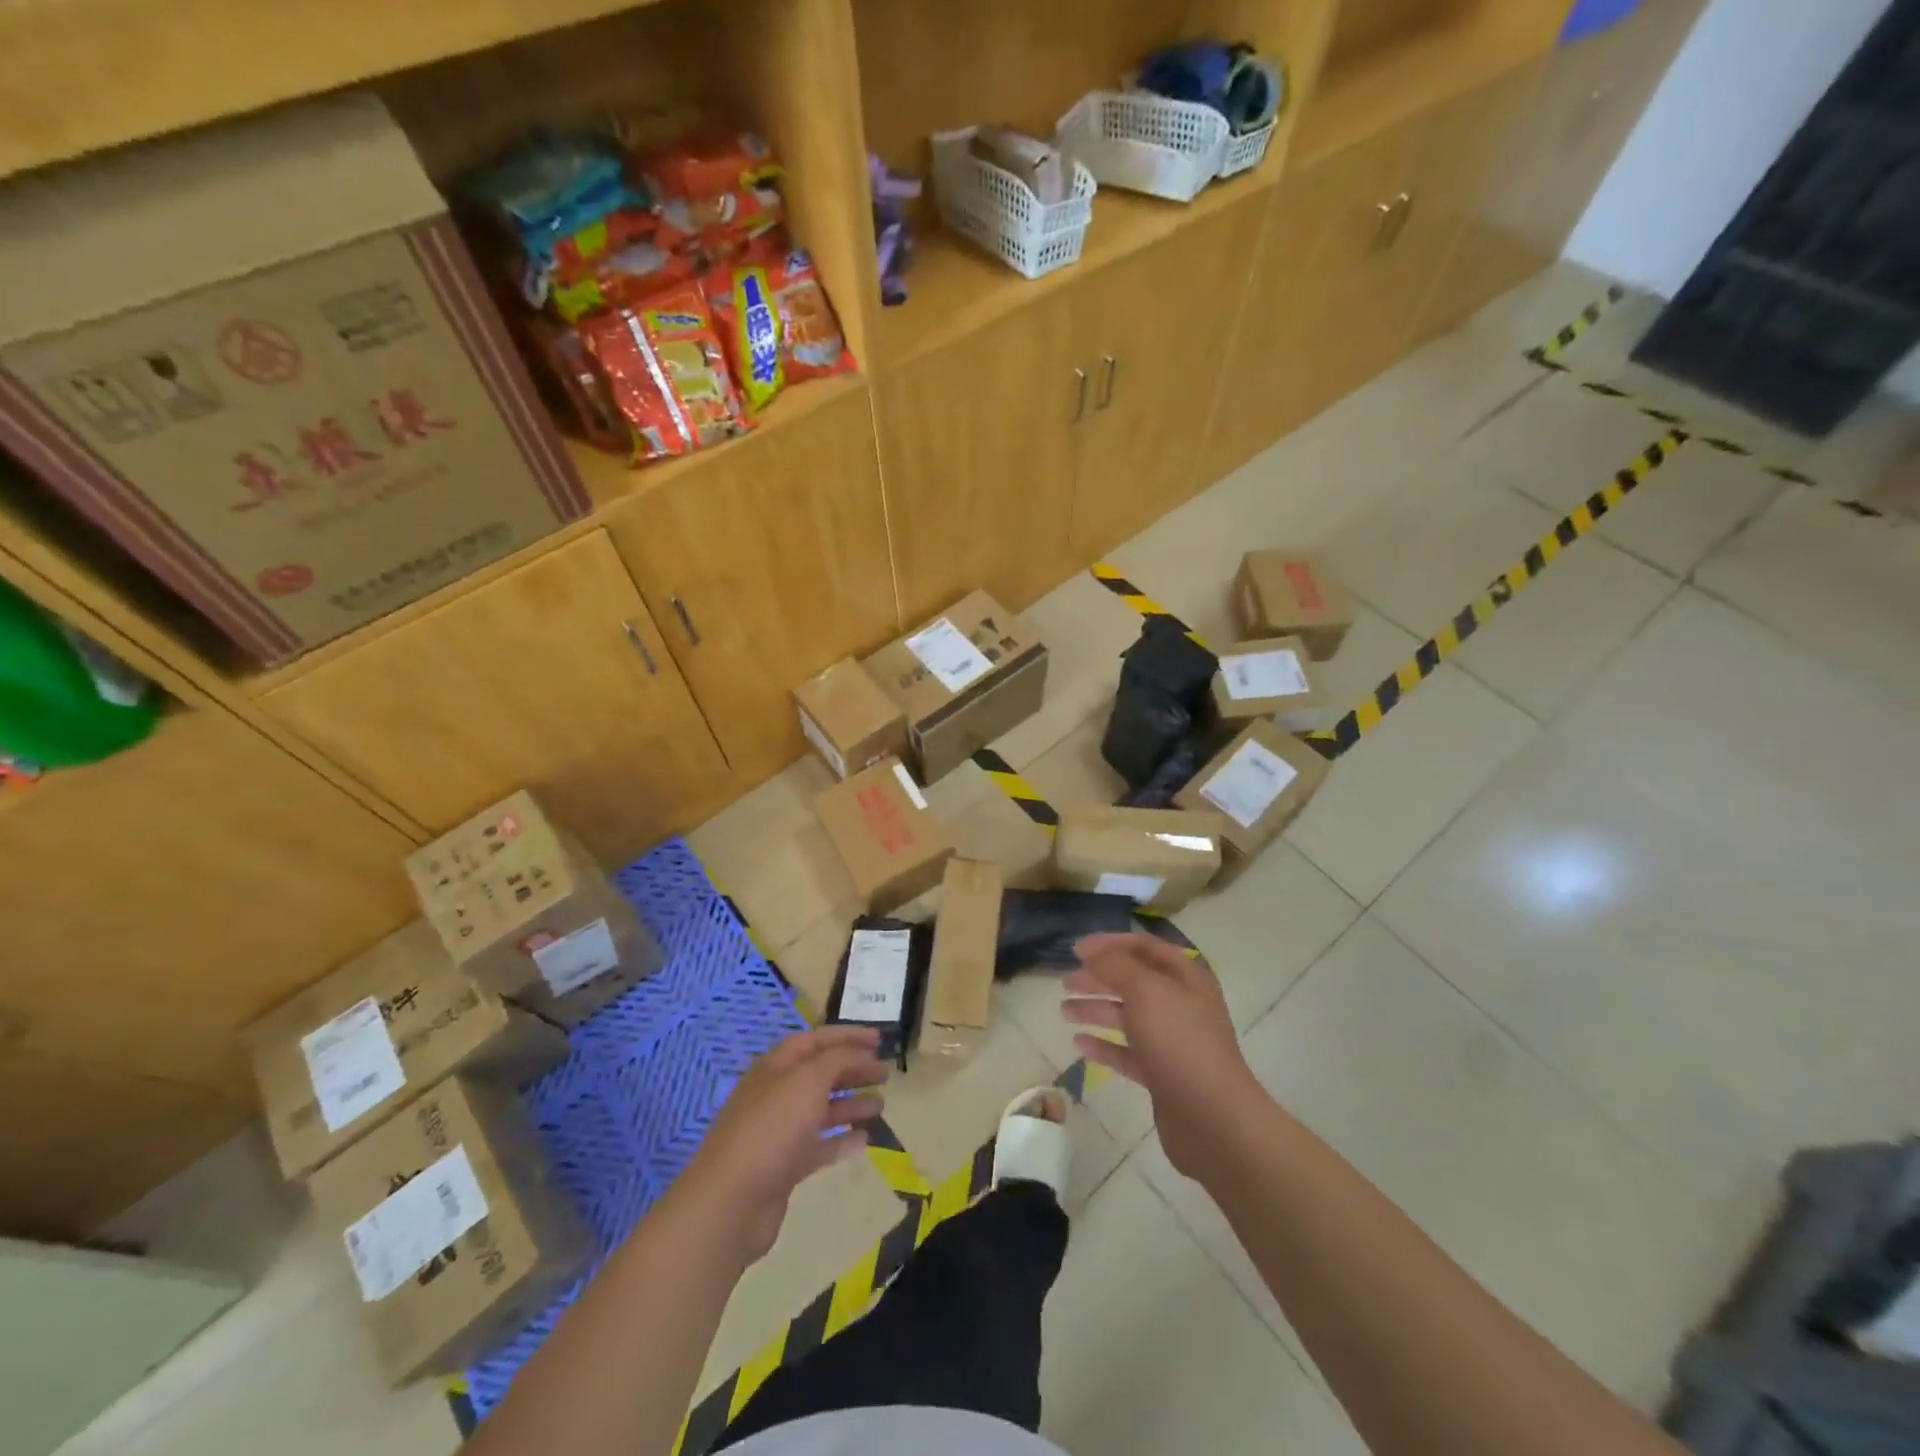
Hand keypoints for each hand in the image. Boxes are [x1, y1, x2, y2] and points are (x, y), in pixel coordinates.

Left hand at [678, 1026, 888, 1263]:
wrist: (732, 1201)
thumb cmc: (772, 1127)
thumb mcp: (809, 1079)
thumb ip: (838, 1059)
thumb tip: (858, 1052)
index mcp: (776, 1066)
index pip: (815, 1040)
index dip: (847, 1036)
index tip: (879, 1039)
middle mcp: (776, 1094)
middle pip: (820, 1074)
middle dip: (852, 1070)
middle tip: (885, 1073)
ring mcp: (778, 1132)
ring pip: (821, 1110)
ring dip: (851, 1104)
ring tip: (881, 1106)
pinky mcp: (783, 1167)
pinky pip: (818, 1146)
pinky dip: (841, 1140)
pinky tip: (865, 1141)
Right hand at [1062, 932, 1264, 1179]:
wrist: (1213, 1120)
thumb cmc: (1180, 1043)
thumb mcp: (1146, 992)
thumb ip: (1116, 966)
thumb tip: (1092, 953)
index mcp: (1185, 978)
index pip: (1144, 947)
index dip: (1109, 944)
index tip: (1075, 950)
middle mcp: (1181, 1005)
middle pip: (1133, 981)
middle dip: (1098, 978)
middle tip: (1064, 981)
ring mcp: (1172, 1042)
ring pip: (1127, 1017)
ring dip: (1096, 1010)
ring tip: (1063, 1011)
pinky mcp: (1162, 1075)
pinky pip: (1127, 1052)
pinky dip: (1104, 1046)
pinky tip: (1079, 1044)